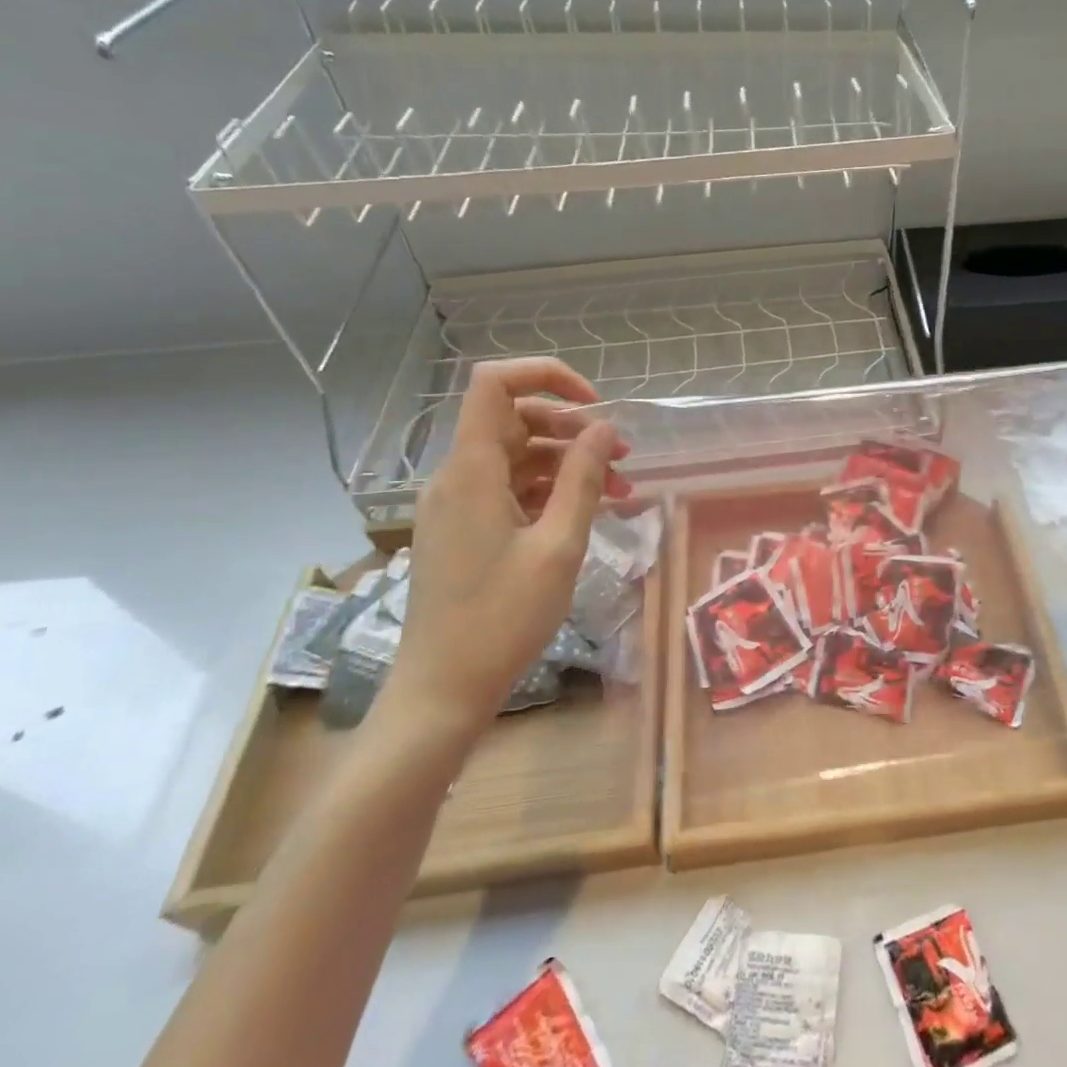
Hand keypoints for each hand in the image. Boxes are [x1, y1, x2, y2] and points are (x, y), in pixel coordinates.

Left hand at [385, 358, 631, 733]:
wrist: (442, 689)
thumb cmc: (502, 618)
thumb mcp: (558, 546)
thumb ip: (582, 479)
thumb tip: (604, 429)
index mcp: (472, 470)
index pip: (494, 384)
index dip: (547, 376)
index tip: (595, 404)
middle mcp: (458, 476)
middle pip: (516, 420)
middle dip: (574, 429)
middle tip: (624, 458)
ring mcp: (458, 504)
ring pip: (519, 458)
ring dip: (569, 464)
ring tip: (621, 490)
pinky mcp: (464, 529)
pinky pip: (511, 489)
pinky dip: (550, 491)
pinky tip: (588, 511)